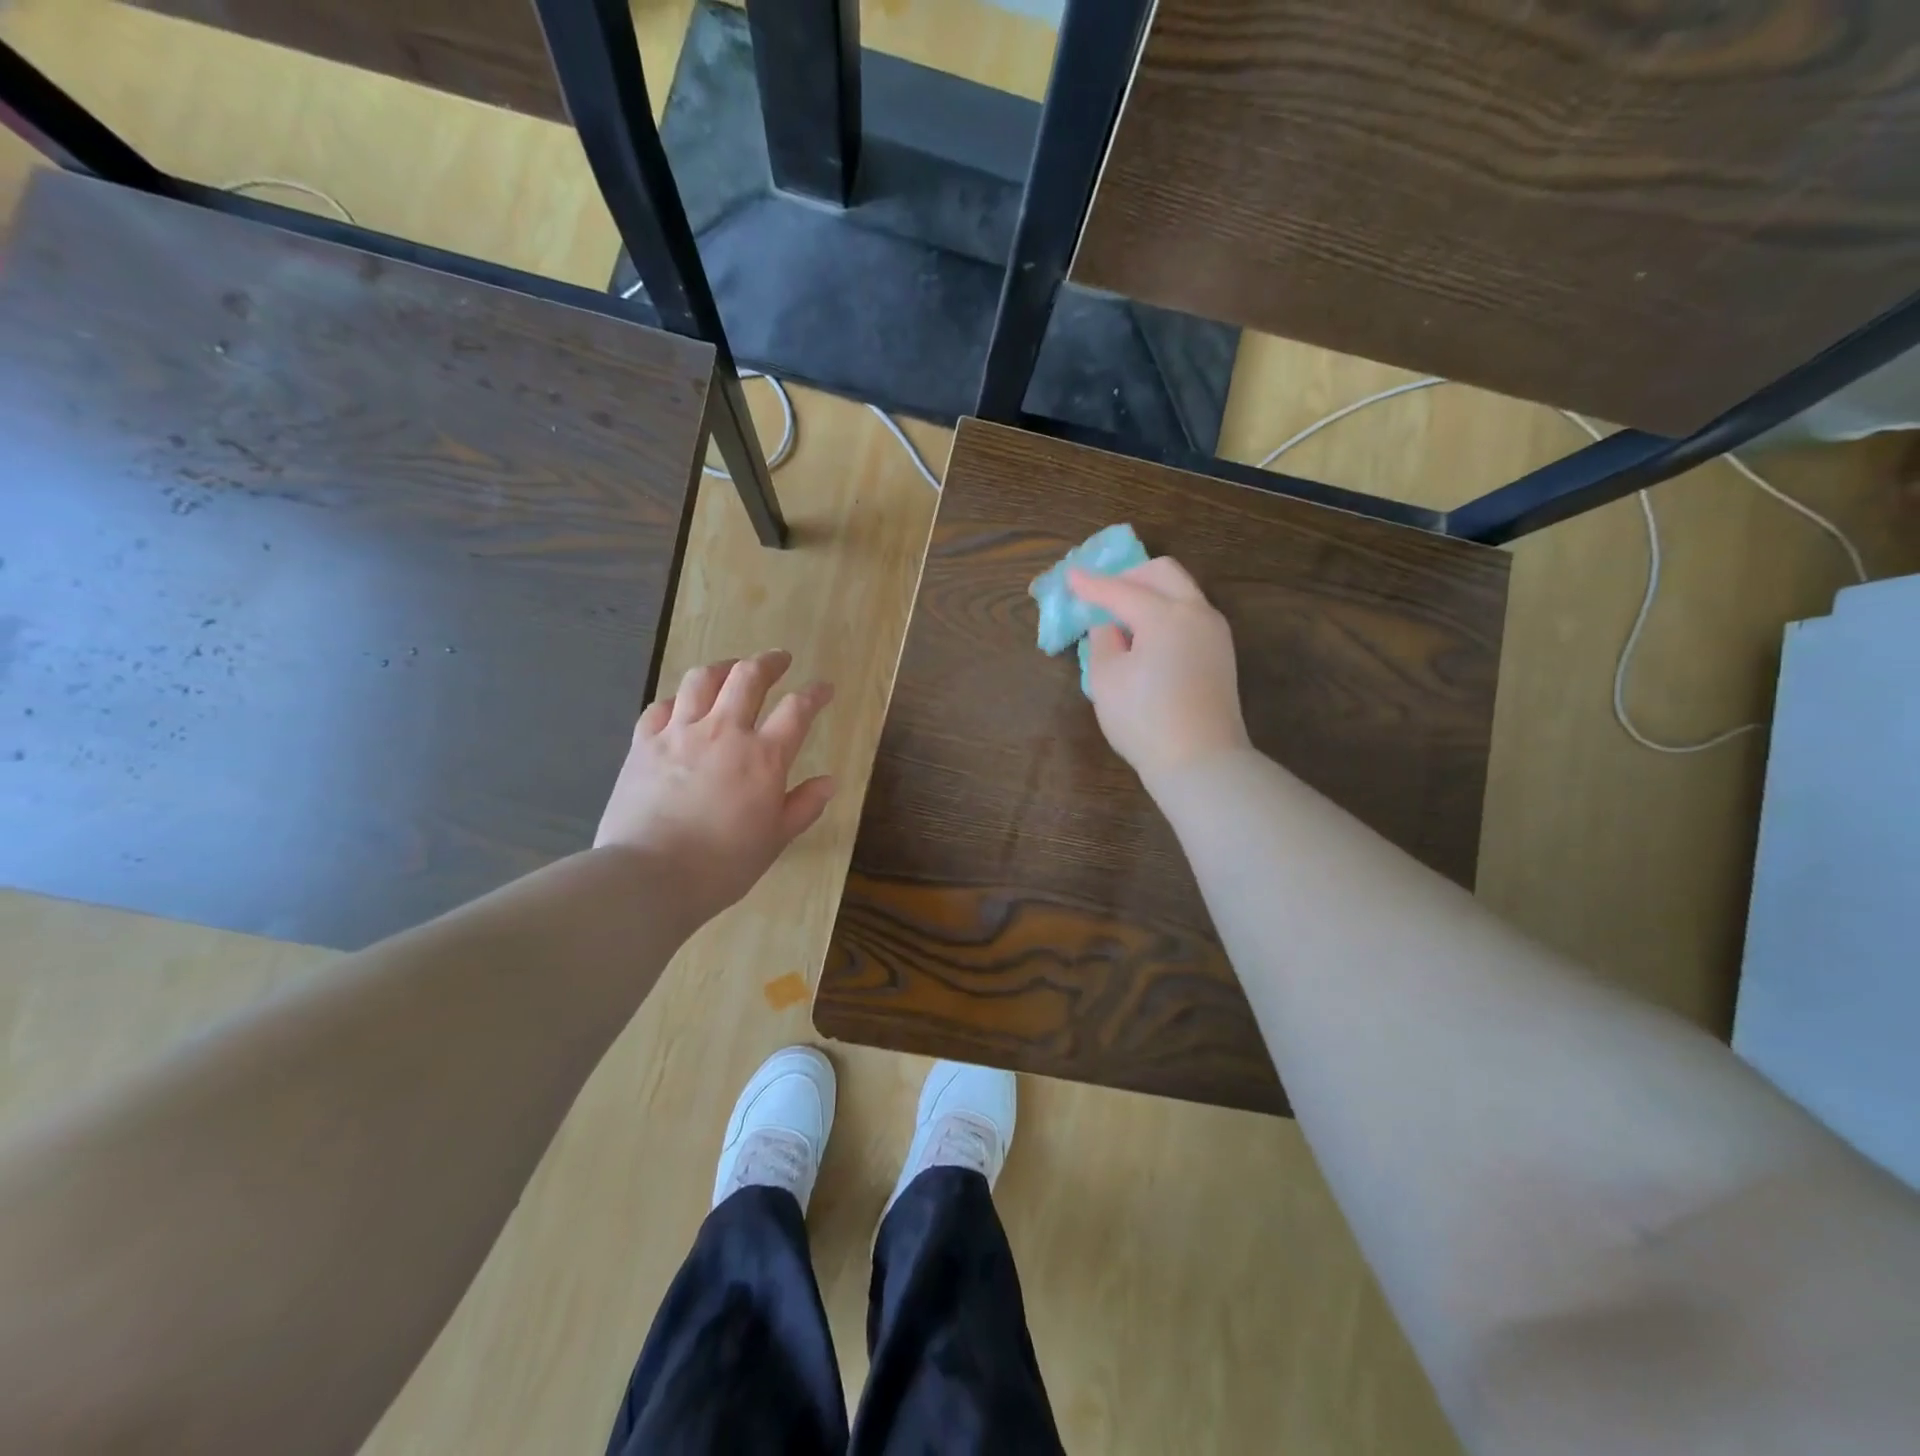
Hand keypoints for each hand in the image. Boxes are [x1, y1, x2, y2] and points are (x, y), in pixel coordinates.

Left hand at [595, 650, 834, 920]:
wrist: (650, 877)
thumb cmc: (722, 865)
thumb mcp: (775, 840)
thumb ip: (803, 806)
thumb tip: (829, 781)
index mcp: (763, 757)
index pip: (797, 710)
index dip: (815, 693)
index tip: (824, 688)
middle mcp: (724, 732)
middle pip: (748, 677)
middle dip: (769, 662)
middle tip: (779, 660)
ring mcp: (679, 733)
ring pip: (701, 680)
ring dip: (722, 668)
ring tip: (730, 670)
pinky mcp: (644, 744)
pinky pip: (660, 706)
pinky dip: (677, 700)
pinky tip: (682, 706)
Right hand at [1068, 557, 1251, 785]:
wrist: (1201, 762)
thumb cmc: (1144, 720)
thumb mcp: (1105, 680)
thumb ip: (1103, 642)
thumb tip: (1110, 628)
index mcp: (1165, 615)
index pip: (1120, 591)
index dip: (1091, 584)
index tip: (1070, 576)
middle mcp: (1196, 613)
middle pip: (1163, 573)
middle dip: (1129, 575)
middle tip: (1102, 592)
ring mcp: (1215, 632)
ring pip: (1182, 592)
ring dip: (1150, 592)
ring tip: (1122, 615)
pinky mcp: (1221, 654)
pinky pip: (1190, 615)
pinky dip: (1166, 612)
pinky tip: (1146, 635)